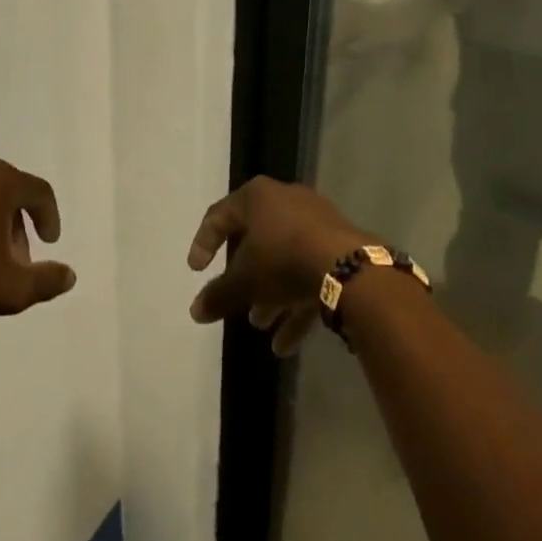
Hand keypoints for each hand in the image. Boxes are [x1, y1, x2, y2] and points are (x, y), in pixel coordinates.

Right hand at [188, 177, 370, 355]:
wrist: (347, 266)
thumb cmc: (283, 259)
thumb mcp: (244, 281)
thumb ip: (217, 296)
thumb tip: (194, 312)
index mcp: (257, 197)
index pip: (219, 215)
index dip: (203, 243)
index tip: (196, 271)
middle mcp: (285, 200)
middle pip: (256, 239)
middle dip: (245, 278)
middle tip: (237, 303)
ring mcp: (315, 220)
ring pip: (284, 258)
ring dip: (271, 294)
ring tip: (261, 325)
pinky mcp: (338, 242)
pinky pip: (309, 269)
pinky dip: (296, 301)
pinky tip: (287, 343)